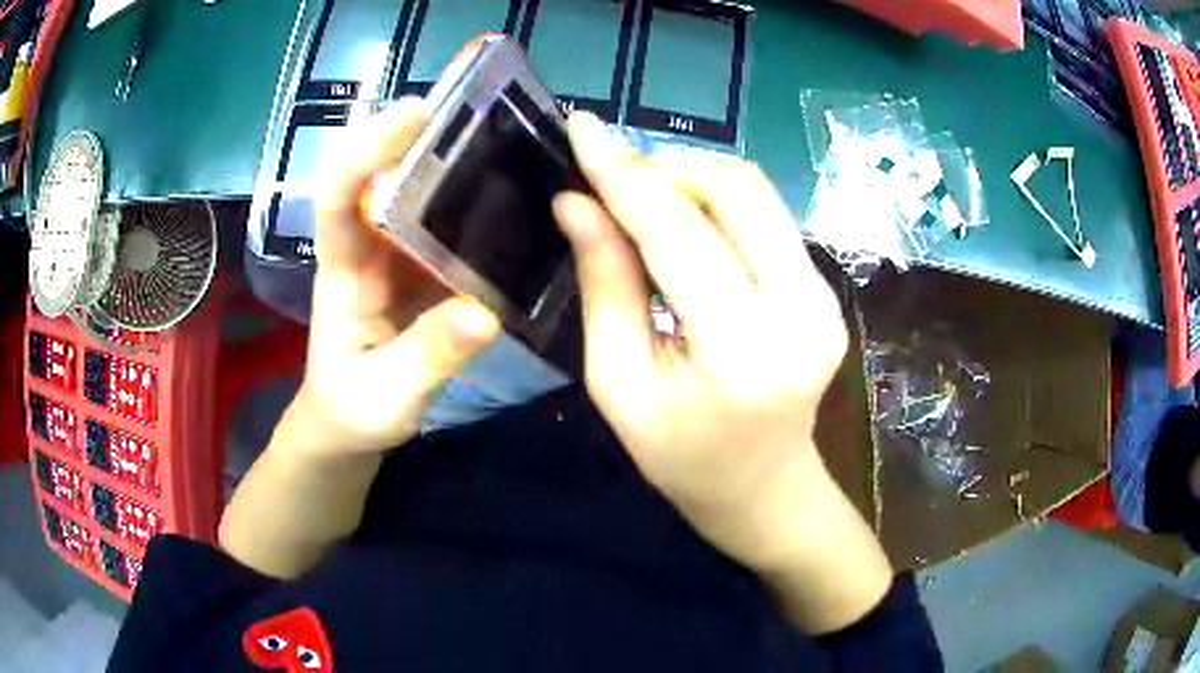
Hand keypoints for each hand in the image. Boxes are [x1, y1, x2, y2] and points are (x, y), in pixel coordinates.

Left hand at [295, 99, 500, 455]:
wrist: (349, 429)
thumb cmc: (352, 413)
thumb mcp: (385, 398)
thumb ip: (428, 358)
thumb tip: (484, 313)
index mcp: (344, 271)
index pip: (339, 196)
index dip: (366, 149)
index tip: (415, 113)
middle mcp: (371, 249)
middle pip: (389, 176)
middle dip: (428, 135)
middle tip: (487, 106)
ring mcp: (403, 258)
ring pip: (426, 198)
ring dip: (463, 164)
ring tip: (519, 141)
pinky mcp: (430, 274)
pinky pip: (455, 231)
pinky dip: (484, 209)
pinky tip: (525, 200)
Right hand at [554, 113, 850, 571]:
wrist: (764, 487)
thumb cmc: (680, 456)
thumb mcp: (619, 382)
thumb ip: (604, 283)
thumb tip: (575, 201)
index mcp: (741, 352)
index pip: (679, 233)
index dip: (625, 173)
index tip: (582, 129)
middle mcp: (800, 312)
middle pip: (734, 189)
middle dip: (665, 166)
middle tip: (613, 178)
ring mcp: (824, 297)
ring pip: (757, 192)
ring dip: (692, 178)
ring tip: (642, 199)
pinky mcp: (826, 290)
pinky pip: (768, 217)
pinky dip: (718, 202)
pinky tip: (685, 223)